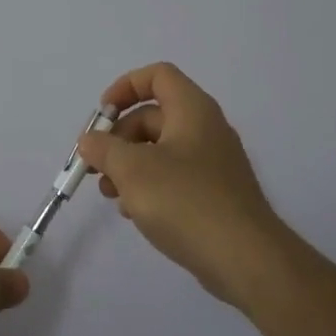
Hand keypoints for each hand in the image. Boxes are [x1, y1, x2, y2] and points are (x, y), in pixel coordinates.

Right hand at [73, 62, 290, 309]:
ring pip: (161, 150)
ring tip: (110, 194)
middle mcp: (206, 129)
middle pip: (153, 116)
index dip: (125, 87)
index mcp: (192, 110)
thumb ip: (104, 149)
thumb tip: (90, 141)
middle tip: (97, 166)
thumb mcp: (132, 169)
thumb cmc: (185, 201)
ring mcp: (213, 163)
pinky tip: (134, 213)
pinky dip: (149, 186)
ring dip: (129, 165)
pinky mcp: (215, 195)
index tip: (102, 115)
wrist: (245, 259)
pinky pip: (174, 177)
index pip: (158, 75)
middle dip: (119, 137)